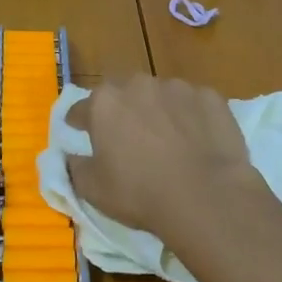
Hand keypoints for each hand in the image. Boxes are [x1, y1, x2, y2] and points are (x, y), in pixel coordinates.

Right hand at [66, 76, 264, 251]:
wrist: (206, 196)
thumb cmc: (140, 193)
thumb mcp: (92, 190)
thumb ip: (75, 167)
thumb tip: (71, 156)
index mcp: (104, 102)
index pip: (81, 109)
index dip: (79, 122)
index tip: (81, 132)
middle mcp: (138, 84)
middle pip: (122, 94)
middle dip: (122, 111)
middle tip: (128, 139)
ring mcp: (177, 87)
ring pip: (160, 96)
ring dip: (158, 112)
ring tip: (168, 141)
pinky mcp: (210, 97)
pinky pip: (193, 104)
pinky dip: (191, 117)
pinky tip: (197, 141)